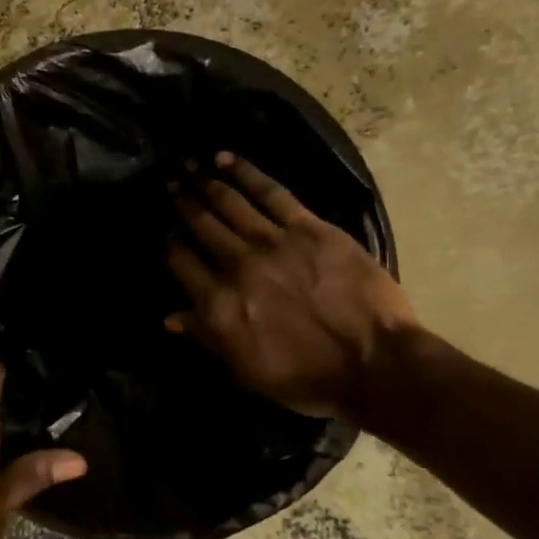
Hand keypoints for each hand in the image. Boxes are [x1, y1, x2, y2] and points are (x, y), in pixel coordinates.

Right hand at [165, 152, 418, 422]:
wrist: (375, 365)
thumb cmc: (306, 378)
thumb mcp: (244, 370)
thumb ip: (206, 337)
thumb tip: (169, 317)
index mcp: (218, 304)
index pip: (181, 262)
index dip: (169, 243)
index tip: (164, 230)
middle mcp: (237, 266)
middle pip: (201, 226)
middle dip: (181, 203)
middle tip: (169, 183)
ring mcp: (273, 243)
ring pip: (230, 204)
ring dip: (205, 183)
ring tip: (189, 166)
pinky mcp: (310, 228)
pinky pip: (272, 194)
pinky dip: (247, 174)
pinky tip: (227, 160)